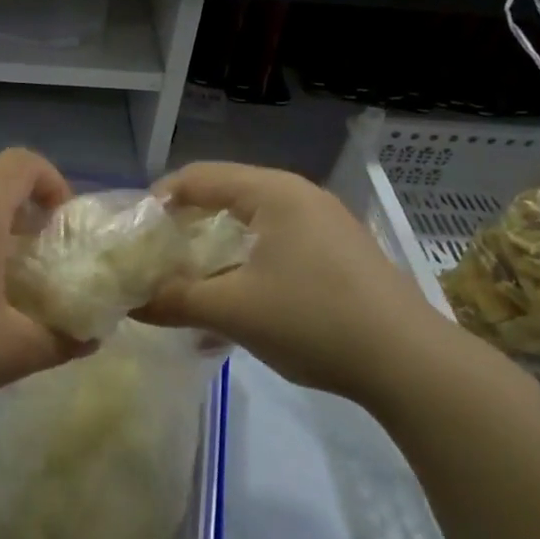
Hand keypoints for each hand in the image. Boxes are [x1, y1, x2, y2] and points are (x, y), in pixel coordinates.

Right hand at [136, 162, 442, 403]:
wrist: (407, 361)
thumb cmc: (312, 320)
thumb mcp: (233, 311)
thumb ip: (175, 301)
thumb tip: (131, 304)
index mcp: (272, 193)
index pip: (198, 177)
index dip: (158, 200)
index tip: (132, 235)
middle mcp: (299, 196)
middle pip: (225, 197)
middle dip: (185, 227)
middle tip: (157, 259)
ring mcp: (325, 224)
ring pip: (253, 225)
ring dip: (216, 251)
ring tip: (190, 283)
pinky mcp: (339, 254)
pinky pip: (278, 246)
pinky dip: (247, 266)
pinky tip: (237, 304)